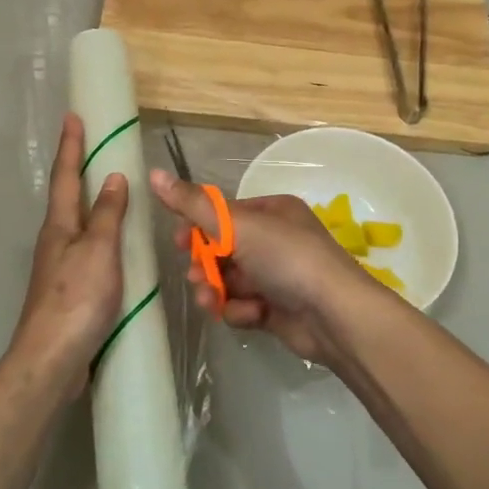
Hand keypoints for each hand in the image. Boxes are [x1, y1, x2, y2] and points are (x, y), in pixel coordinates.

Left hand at [8, 113, 128, 403]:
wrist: (52, 360)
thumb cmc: (76, 298)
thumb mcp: (99, 251)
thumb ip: (108, 215)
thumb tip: (114, 177)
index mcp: (60, 226)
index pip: (67, 176)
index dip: (71, 146)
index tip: (74, 116)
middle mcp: (56, 241)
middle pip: (68, 198)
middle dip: (79, 170)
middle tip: (96, 147)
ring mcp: (60, 267)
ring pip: (78, 225)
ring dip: (92, 204)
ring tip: (113, 190)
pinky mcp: (70, 291)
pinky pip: (89, 251)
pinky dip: (102, 236)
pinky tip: (118, 246)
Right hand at [150, 168, 383, 368]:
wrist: (334, 315)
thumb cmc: (287, 258)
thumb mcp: (238, 225)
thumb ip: (193, 204)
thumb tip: (153, 173)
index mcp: (271, 212)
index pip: (223, 215)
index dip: (197, 227)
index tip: (177, 241)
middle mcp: (274, 239)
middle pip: (222, 249)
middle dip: (205, 265)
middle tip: (196, 277)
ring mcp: (276, 275)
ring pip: (229, 280)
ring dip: (217, 291)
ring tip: (215, 302)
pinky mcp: (276, 308)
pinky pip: (243, 305)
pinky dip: (241, 311)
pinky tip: (251, 315)